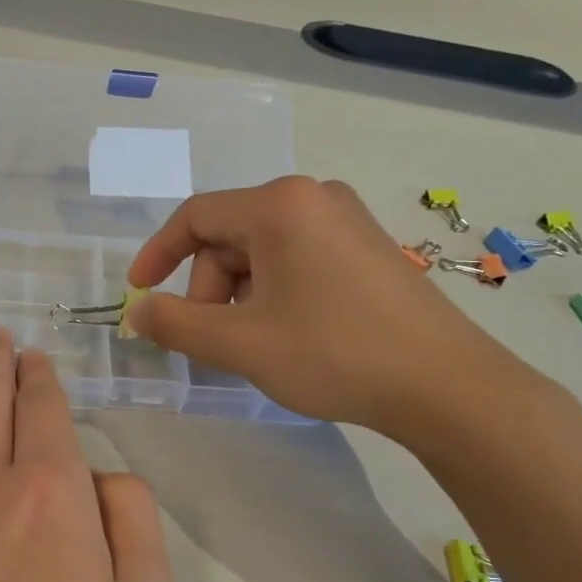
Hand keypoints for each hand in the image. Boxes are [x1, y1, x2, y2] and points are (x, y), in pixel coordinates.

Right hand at [124, 176, 527, 434]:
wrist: (444, 384)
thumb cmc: (334, 354)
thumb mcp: (240, 344)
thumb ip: (176, 325)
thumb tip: (137, 312)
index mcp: (279, 206)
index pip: (195, 217)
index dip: (157, 255)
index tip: (138, 294)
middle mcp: (313, 197)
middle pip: (229, 237)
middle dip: (208, 290)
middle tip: (215, 343)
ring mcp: (346, 220)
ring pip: (262, 252)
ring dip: (239, 297)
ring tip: (253, 346)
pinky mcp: (367, 247)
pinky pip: (296, 259)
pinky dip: (273, 294)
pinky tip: (287, 335)